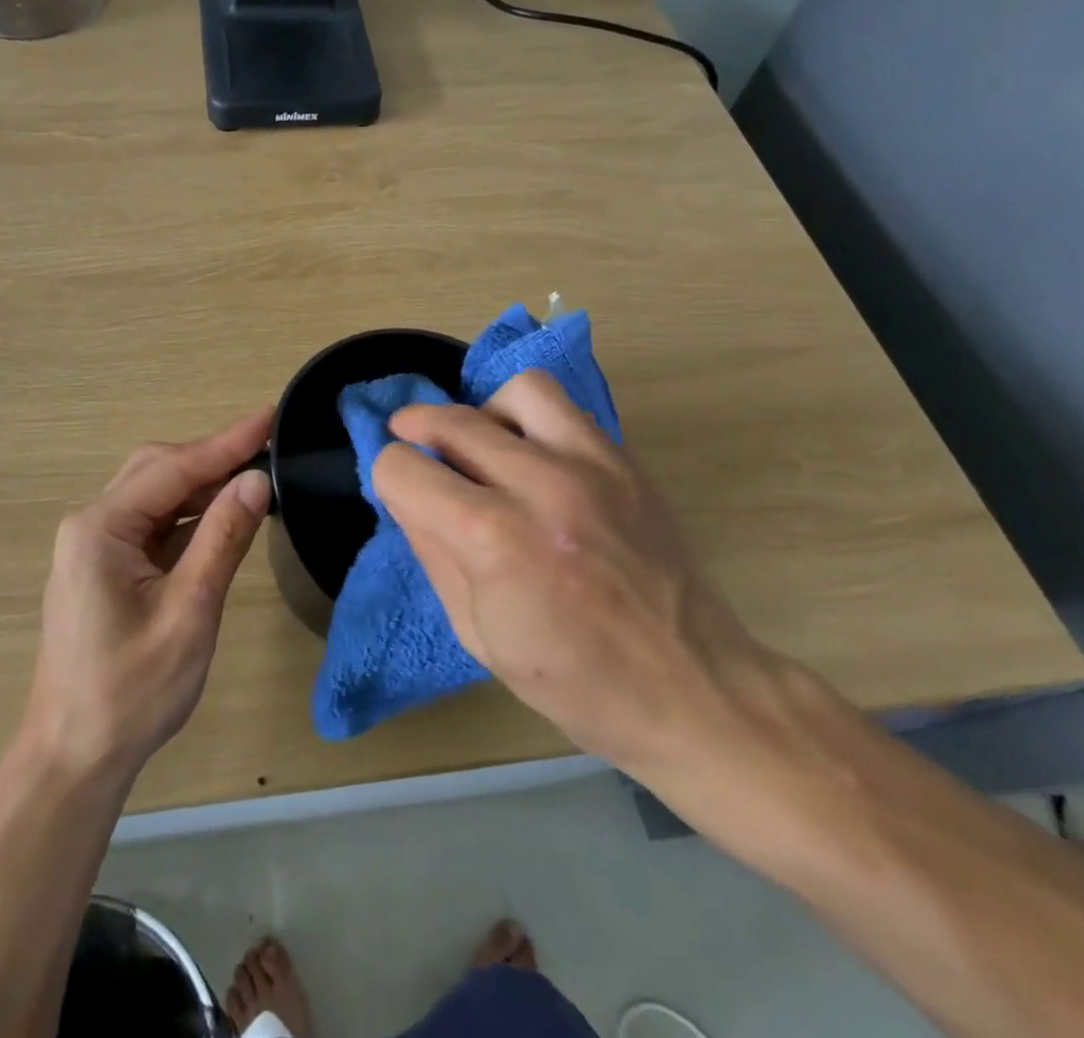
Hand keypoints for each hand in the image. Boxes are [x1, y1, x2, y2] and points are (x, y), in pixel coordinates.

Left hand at [23, 408, 273, 778]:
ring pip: (157, 494)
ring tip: (256, 475)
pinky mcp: (106, 565)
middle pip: (159, 470)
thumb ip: (222, 540)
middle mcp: (92, 525)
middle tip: (269, 446)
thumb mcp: (189, 613)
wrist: (75, 758)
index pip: (173, 468)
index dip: (227, 441)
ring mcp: (95, 545)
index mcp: (100, 529)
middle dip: (214, 457)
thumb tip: (257, 480)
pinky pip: (154, 523)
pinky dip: (191, 515)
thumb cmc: (131, 692)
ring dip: (204, 484)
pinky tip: (224, 514)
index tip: (271, 415)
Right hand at [374, 371, 772, 778]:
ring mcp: (591, 466)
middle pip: (450, 420)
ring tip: (484, 446)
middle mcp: (539, 485)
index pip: (403, 468)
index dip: (389, 478)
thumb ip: (432, 552)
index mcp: (493, 540)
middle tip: (414, 448)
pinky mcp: (626, 463)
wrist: (694, 692)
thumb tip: (406, 495)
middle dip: (415, 431)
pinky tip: (534, 458)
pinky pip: (566, 409)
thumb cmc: (575, 683)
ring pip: (515, 391)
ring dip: (484, 413)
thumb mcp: (477, 634)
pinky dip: (533, 421)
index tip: (400, 494)